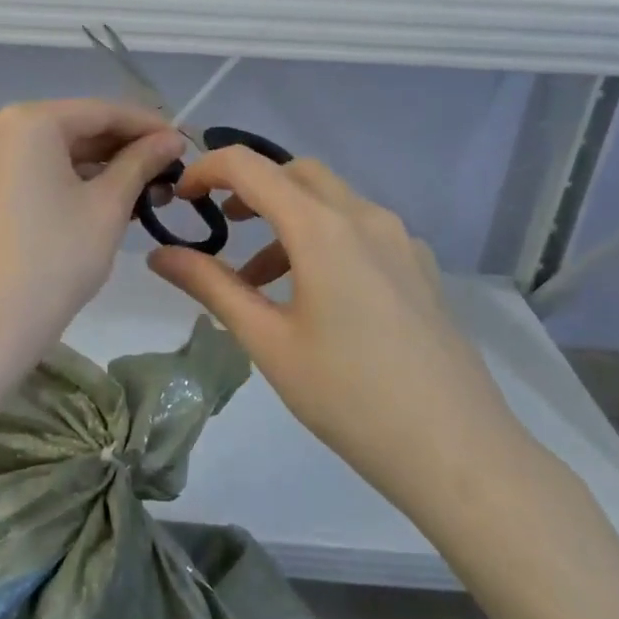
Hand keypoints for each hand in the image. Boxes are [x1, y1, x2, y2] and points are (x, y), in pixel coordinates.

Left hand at [0, 100, 184, 374]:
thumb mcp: (107, 207)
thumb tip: (171, 138)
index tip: (186, 143)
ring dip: (99, 168)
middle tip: (170, 172)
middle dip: (124, 149)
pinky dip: (68, 181)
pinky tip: (105, 199)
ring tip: (148, 191)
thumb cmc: (54, 261)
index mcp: (28, 121)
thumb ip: (141, 163)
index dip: (148, 125)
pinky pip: (32, 171)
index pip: (101, 111)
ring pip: (54, 151)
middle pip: (75, 128)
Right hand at [146, 150, 535, 528]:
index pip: (251, 167)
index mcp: (323, 228)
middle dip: (251, 187)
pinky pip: (361, 228)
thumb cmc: (349, 396)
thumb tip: (159, 254)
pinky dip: (322, 237)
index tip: (181, 198)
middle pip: (296, 173)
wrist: (458, 452)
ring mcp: (401, 240)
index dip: (207, 170)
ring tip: (257, 278)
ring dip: (286, 217)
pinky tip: (315, 295)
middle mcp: (365, 217)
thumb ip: (211, 286)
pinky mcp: (421, 267)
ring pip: (331, 200)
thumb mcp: (267, 341)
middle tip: (219, 223)